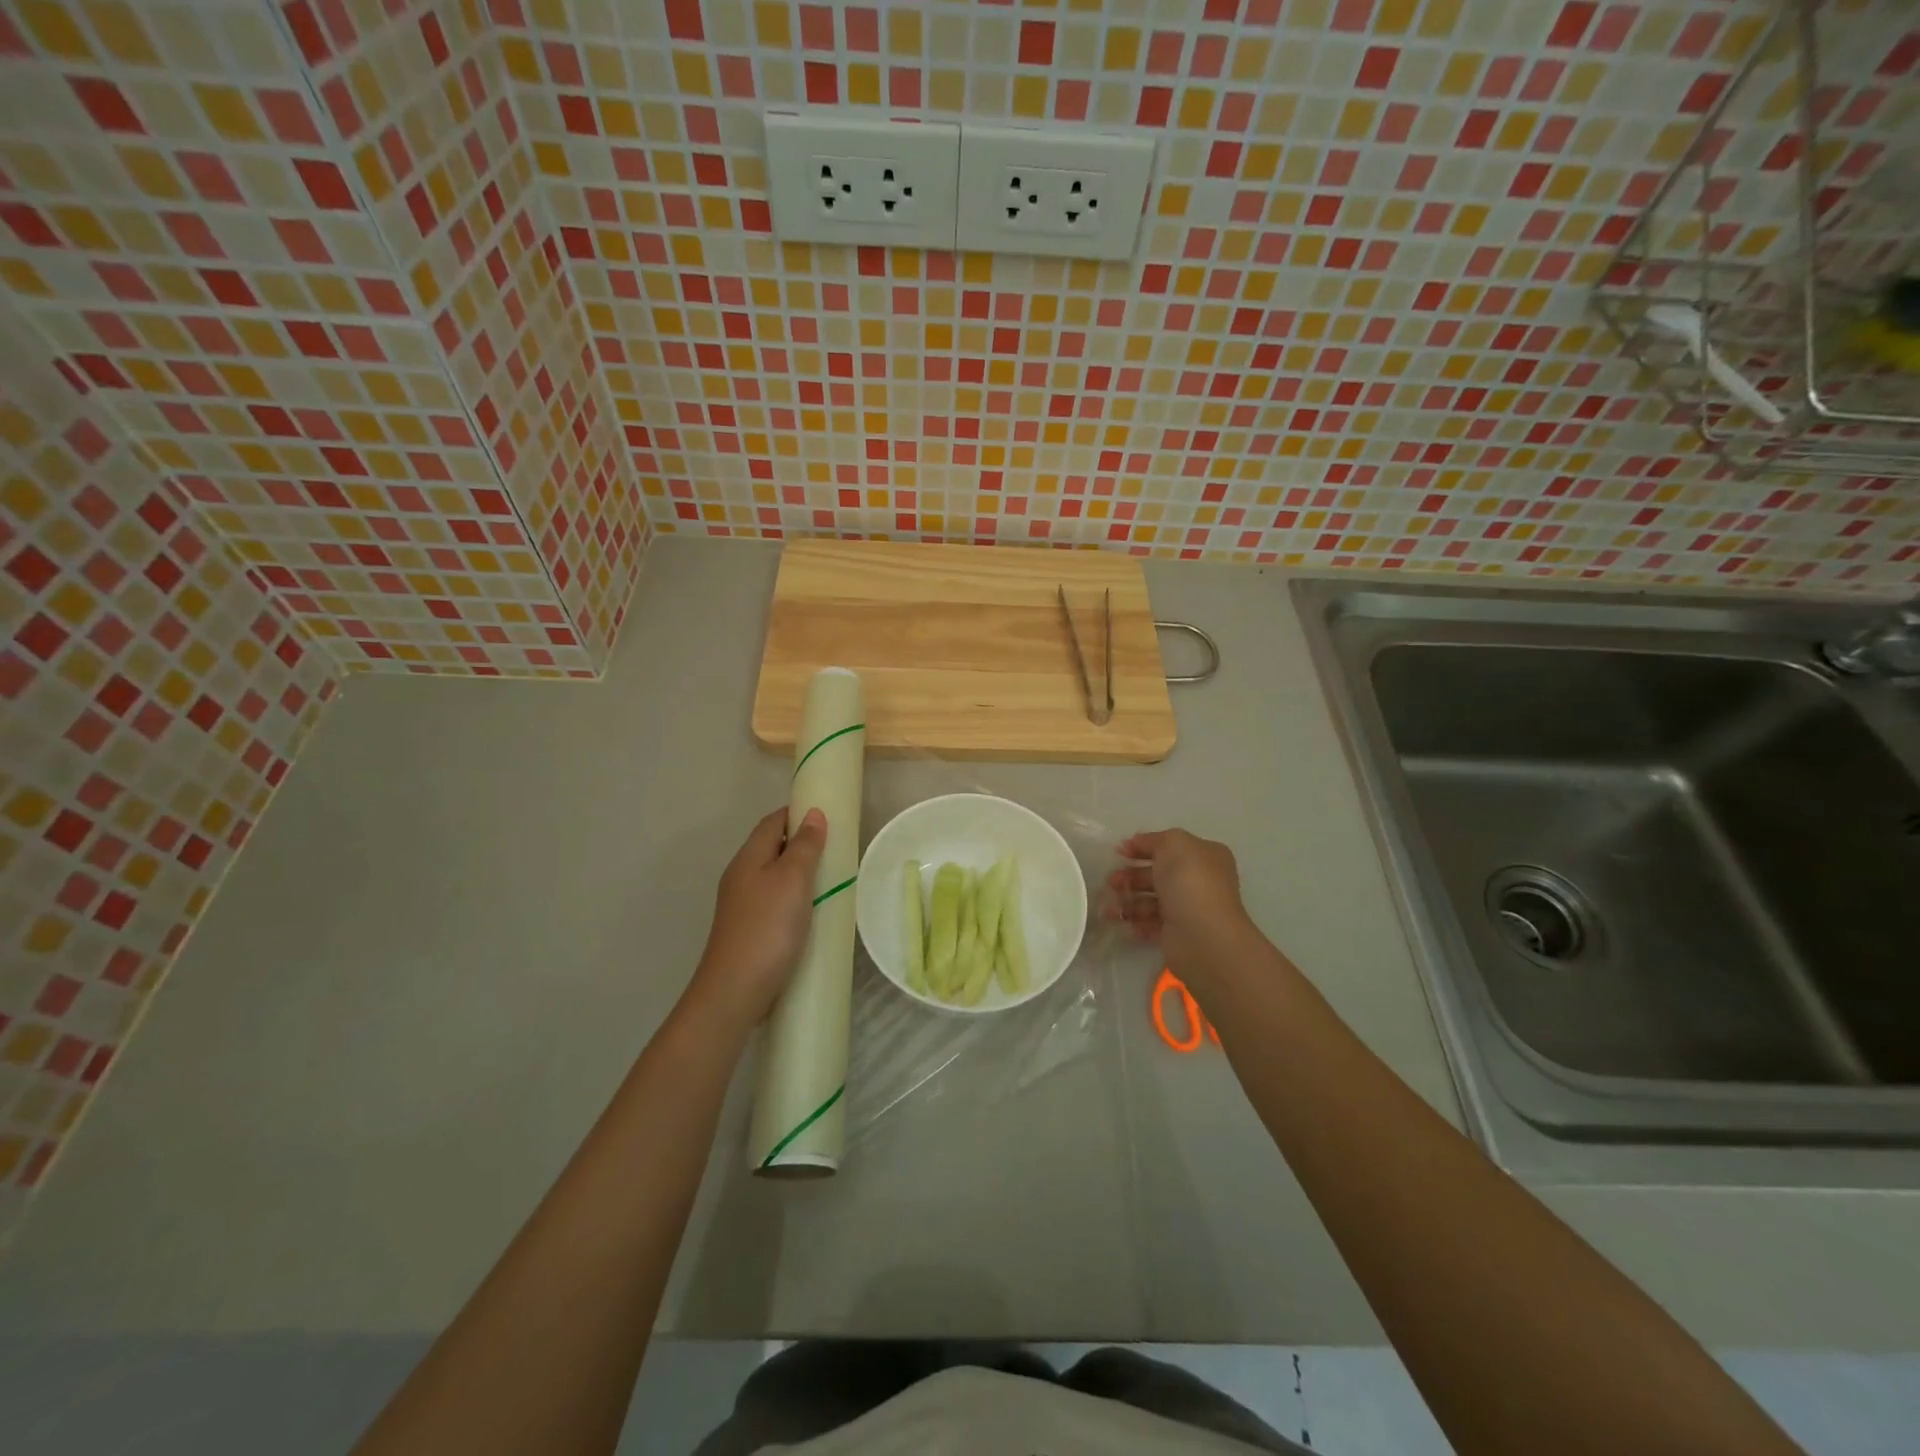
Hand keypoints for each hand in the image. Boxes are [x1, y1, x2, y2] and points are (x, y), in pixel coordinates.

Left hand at [686, 807, 827, 1033]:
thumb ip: (804, 846)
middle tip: (837, 848)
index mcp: (748, 859)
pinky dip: (795, 898)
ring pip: (774, 876)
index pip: (772, 822)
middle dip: (802, 843)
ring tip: (832, 878)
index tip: (829, 815)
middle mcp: (741, 877)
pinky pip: (775, 901)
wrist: (735, 992)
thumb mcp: (792, 880)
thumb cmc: (767, 928)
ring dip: (800, 872)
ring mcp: (743, 906)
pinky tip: (813, 912)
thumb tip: (813, 814)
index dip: (798, 813)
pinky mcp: (750, 930)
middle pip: (772, 847)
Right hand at [1104, 828, 1255, 995]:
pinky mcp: (1176, 934)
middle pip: (1156, 874)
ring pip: (1150, 900)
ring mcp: (1187, 909)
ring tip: (1109, 907)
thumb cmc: (1190, 882)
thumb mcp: (1173, 844)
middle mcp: (1198, 881)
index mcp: (1204, 856)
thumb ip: (1153, 840)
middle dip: (1130, 876)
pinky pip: (1149, 923)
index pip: (1169, 847)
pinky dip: (1133, 921)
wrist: (1202, 936)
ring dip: (1127, 900)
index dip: (1142, 847)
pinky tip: (1120, 921)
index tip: (1118, 852)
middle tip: (1111, 881)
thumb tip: (1136, 843)